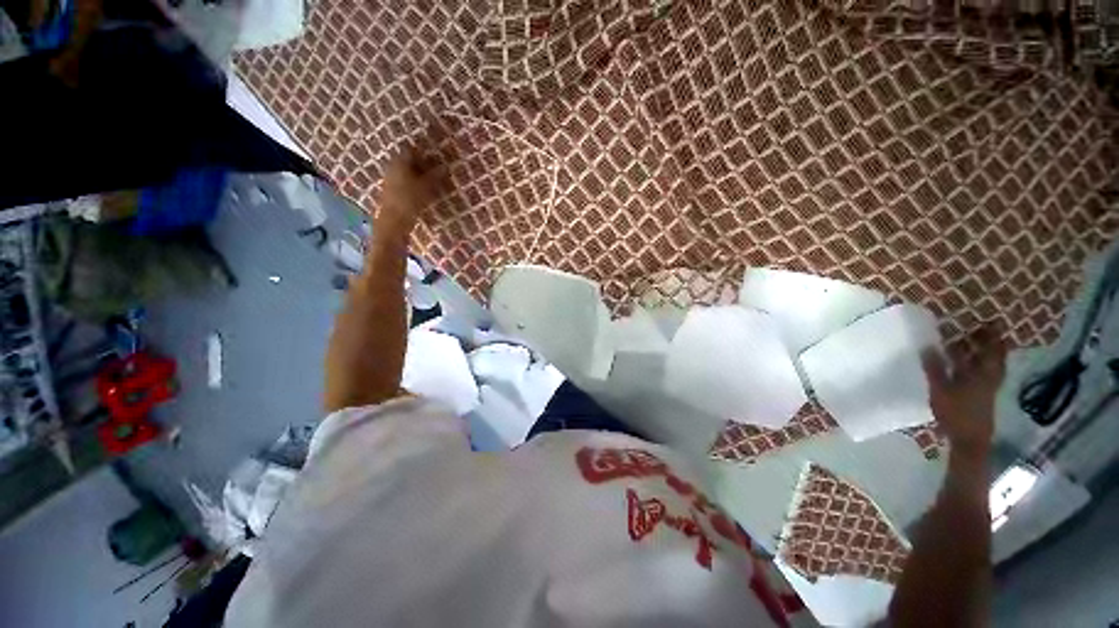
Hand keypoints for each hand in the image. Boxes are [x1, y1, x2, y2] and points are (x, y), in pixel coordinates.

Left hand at [376, 147, 443, 233]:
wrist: (394, 220)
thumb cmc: (410, 200)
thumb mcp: (426, 187)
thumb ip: (435, 176)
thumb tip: (446, 166)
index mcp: (399, 161)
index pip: (412, 151)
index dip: (425, 154)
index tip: (437, 161)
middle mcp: (393, 167)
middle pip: (409, 161)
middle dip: (423, 166)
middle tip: (438, 173)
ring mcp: (391, 179)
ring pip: (407, 173)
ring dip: (420, 176)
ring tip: (433, 184)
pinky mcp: (392, 191)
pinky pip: (405, 183)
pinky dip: (415, 185)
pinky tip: (424, 193)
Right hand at [922, 326, 1007, 459]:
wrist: (970, 440)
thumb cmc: (956, 412)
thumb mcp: (941, 389)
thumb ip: (934, 367)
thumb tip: (927, 345)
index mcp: (983, 372)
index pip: (991, 348)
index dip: (990, 335)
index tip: (987, 321)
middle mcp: (989, 376)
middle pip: (992, 355)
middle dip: (986, 342)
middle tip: (978, 329)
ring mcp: (987, 387)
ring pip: (987, 365)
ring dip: (980, 353)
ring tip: (968, 344)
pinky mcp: (982, 395)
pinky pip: (981, 373)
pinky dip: (975, 365)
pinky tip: (964, 365)